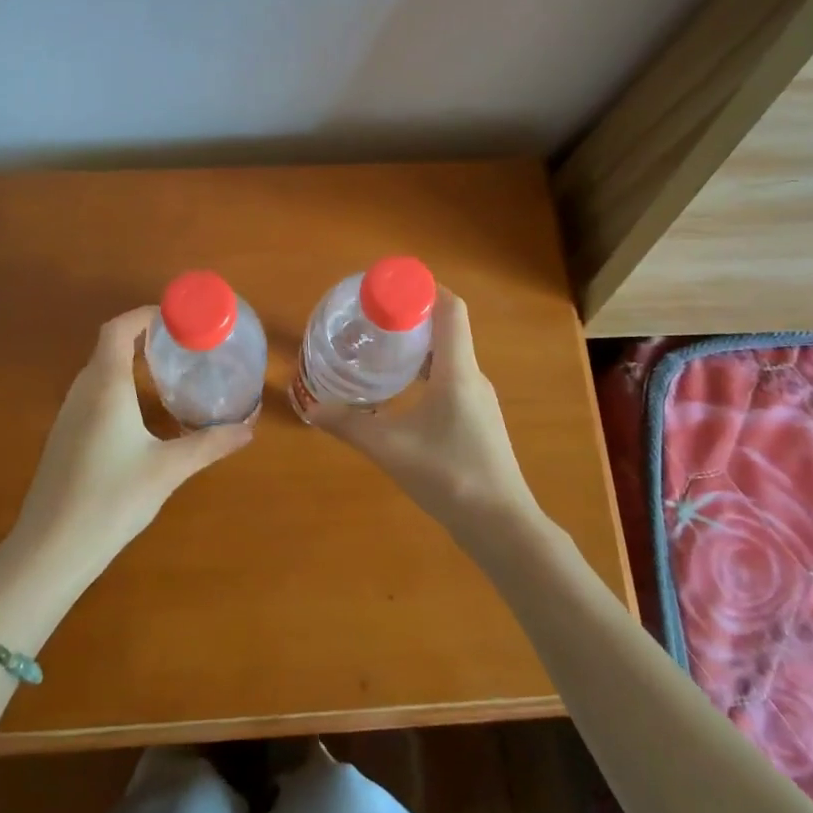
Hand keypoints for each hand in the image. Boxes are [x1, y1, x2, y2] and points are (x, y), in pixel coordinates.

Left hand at [10, 306, 252, 581]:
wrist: (51, 548)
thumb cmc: (111, 499)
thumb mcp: (168, 470)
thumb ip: (209, 444)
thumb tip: (249, 429)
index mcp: (105, 387)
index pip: (118, 329)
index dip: (145, 315)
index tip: (178, 319)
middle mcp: (83, 392)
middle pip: (108, 346)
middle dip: (143, 336)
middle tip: (183, 344)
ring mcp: (68, 415)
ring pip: (98, 371)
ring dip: (129, 362)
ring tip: (167, 371)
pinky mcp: (64, 437)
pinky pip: (92, 394)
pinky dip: (118, 387)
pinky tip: (140, 414)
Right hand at [315, 289, 541, 538]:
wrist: (501, 525)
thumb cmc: (449, 476)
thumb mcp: (390, 448)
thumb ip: (349, 425)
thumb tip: (312, 407)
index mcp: (457, 371)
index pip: (451, 309)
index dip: (424, 288)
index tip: (389, 286)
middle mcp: (472, 377)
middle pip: (446, 330)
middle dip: (410, 317)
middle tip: (371, 319)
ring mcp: (478, 400)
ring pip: (447, 358)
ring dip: (417, 347)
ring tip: (380, 350)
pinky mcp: (477, 421)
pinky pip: (450, 380)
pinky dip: (425, 373)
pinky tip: (400, 392)